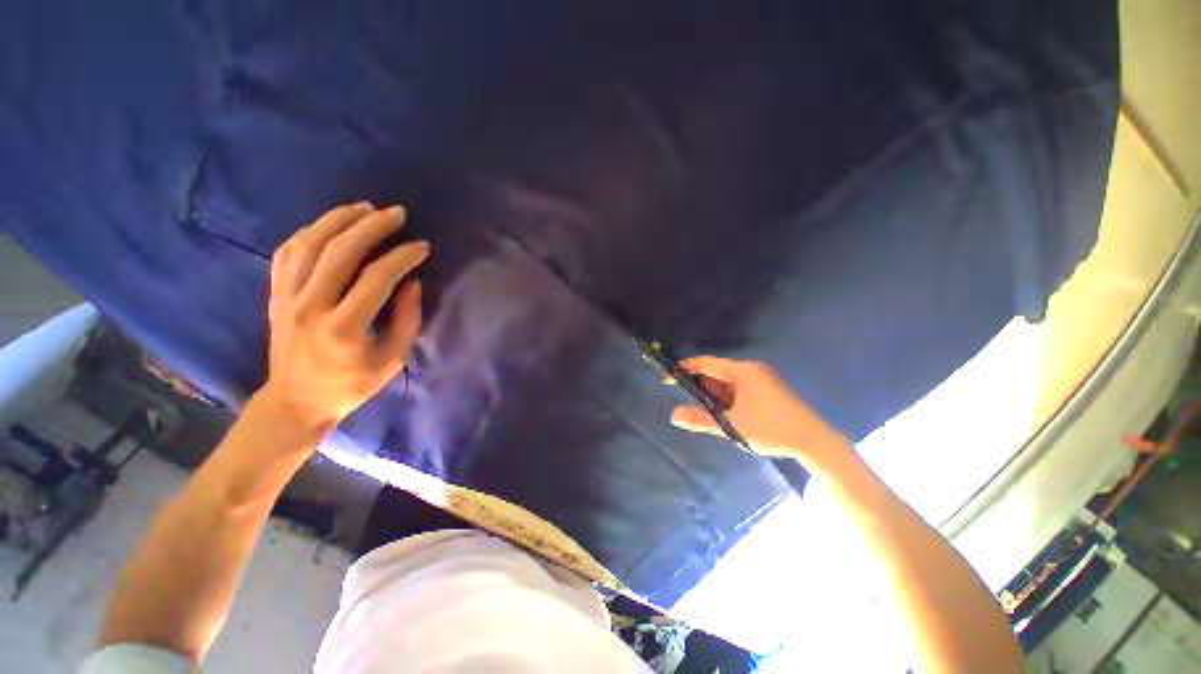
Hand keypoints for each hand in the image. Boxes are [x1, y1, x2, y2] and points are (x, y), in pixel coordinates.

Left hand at [260, 202, 428, 434]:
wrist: (296, 401)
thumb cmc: (352, 384)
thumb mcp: (393, 359)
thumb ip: (407, 319)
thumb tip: (411, 282)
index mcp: (345, 328)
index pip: (377, 278)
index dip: (402, 257)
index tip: (421, 247)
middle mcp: (310, 306)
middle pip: (339, 251)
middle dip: (371, 226)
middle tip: (396, 213)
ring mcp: (286, 298)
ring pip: (309, 244)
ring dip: (338, 219)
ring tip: (364, 208)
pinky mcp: (275, 295)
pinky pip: (287, 252)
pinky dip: (309, 232)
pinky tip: (329, 225)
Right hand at [669, 356, 851, 469]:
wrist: (814, 441)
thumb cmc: (772, 430)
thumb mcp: (732, 426)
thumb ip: (701, 420)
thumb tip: (673, 415)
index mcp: (742, 371)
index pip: (705, 363)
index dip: (684, 369)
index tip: (666, 377)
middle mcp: (750, 369)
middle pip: (715, 371)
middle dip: (699, 385)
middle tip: (684, 399)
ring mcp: (760, 378)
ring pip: (726, 381)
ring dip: (713, 394)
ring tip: (704, 410)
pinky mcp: (766, 388)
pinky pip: (737, 388)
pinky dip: (726, 398)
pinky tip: (723, 411)